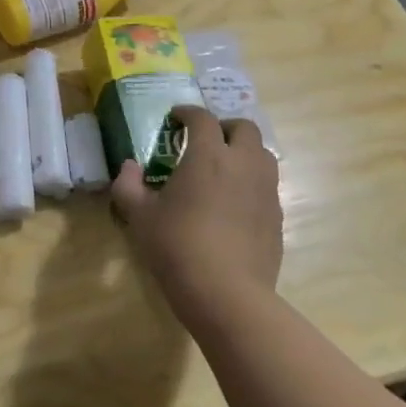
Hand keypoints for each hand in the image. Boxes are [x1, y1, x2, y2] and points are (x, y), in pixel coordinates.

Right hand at [111, 105, 281, 330]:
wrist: (226, 293)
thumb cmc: (176, 246)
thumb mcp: (139, 216)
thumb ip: (128, 185)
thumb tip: (129, 166)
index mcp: (208, 156)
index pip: (203, 119)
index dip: (188, 112)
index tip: (176, 118)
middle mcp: (243, 164)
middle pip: (245, 128)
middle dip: (224, 127)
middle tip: (205, 140)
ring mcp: (265, 190)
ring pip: (263, 155)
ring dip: (244, 151)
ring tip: (223, 168)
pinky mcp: (277, 217)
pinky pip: (267, 186)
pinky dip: (251, 182)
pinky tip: (233, 203)